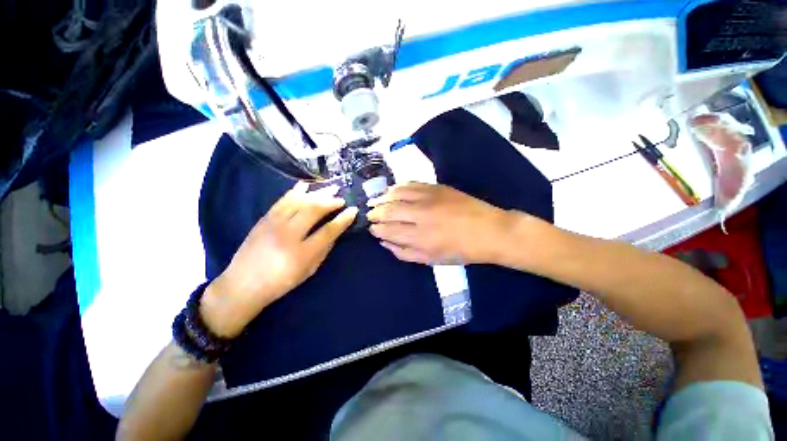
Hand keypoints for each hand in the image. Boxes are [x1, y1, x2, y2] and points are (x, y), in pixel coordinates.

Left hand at [201, 182, 357, 337]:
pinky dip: (295, 191)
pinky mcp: (264, 219)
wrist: (243, 284)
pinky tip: (305, 186)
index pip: (328, 231)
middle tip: (341, 198)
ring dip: (317, 193)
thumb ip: (324, 250)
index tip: (353, 211)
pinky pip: (282, 201)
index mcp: (301, 253)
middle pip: (313, 210)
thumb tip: (335, 232)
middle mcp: (287, 235)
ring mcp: (273, 224)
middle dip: (330, 202)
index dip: (343, 219)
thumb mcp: (309, 271)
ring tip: (330, 188)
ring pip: (298, 202)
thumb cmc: (281, 282)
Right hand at [366, 183, 511, 264]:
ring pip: (397, 194)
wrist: (490, 230)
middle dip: (375, 212)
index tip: (372, 228)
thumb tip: (385, 242)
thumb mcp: (431, 260)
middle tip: (369, 214)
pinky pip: (410, 184)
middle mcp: (421, 215)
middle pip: (389, 210)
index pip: (389, 230)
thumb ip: (405, 253)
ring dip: (382, 197)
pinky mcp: (436, 187)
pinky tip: (392, 190)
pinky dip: (397, 187)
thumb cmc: (461, 250)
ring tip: (375, 201)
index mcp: (420, 237)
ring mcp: (428, 198)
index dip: (377, 228)